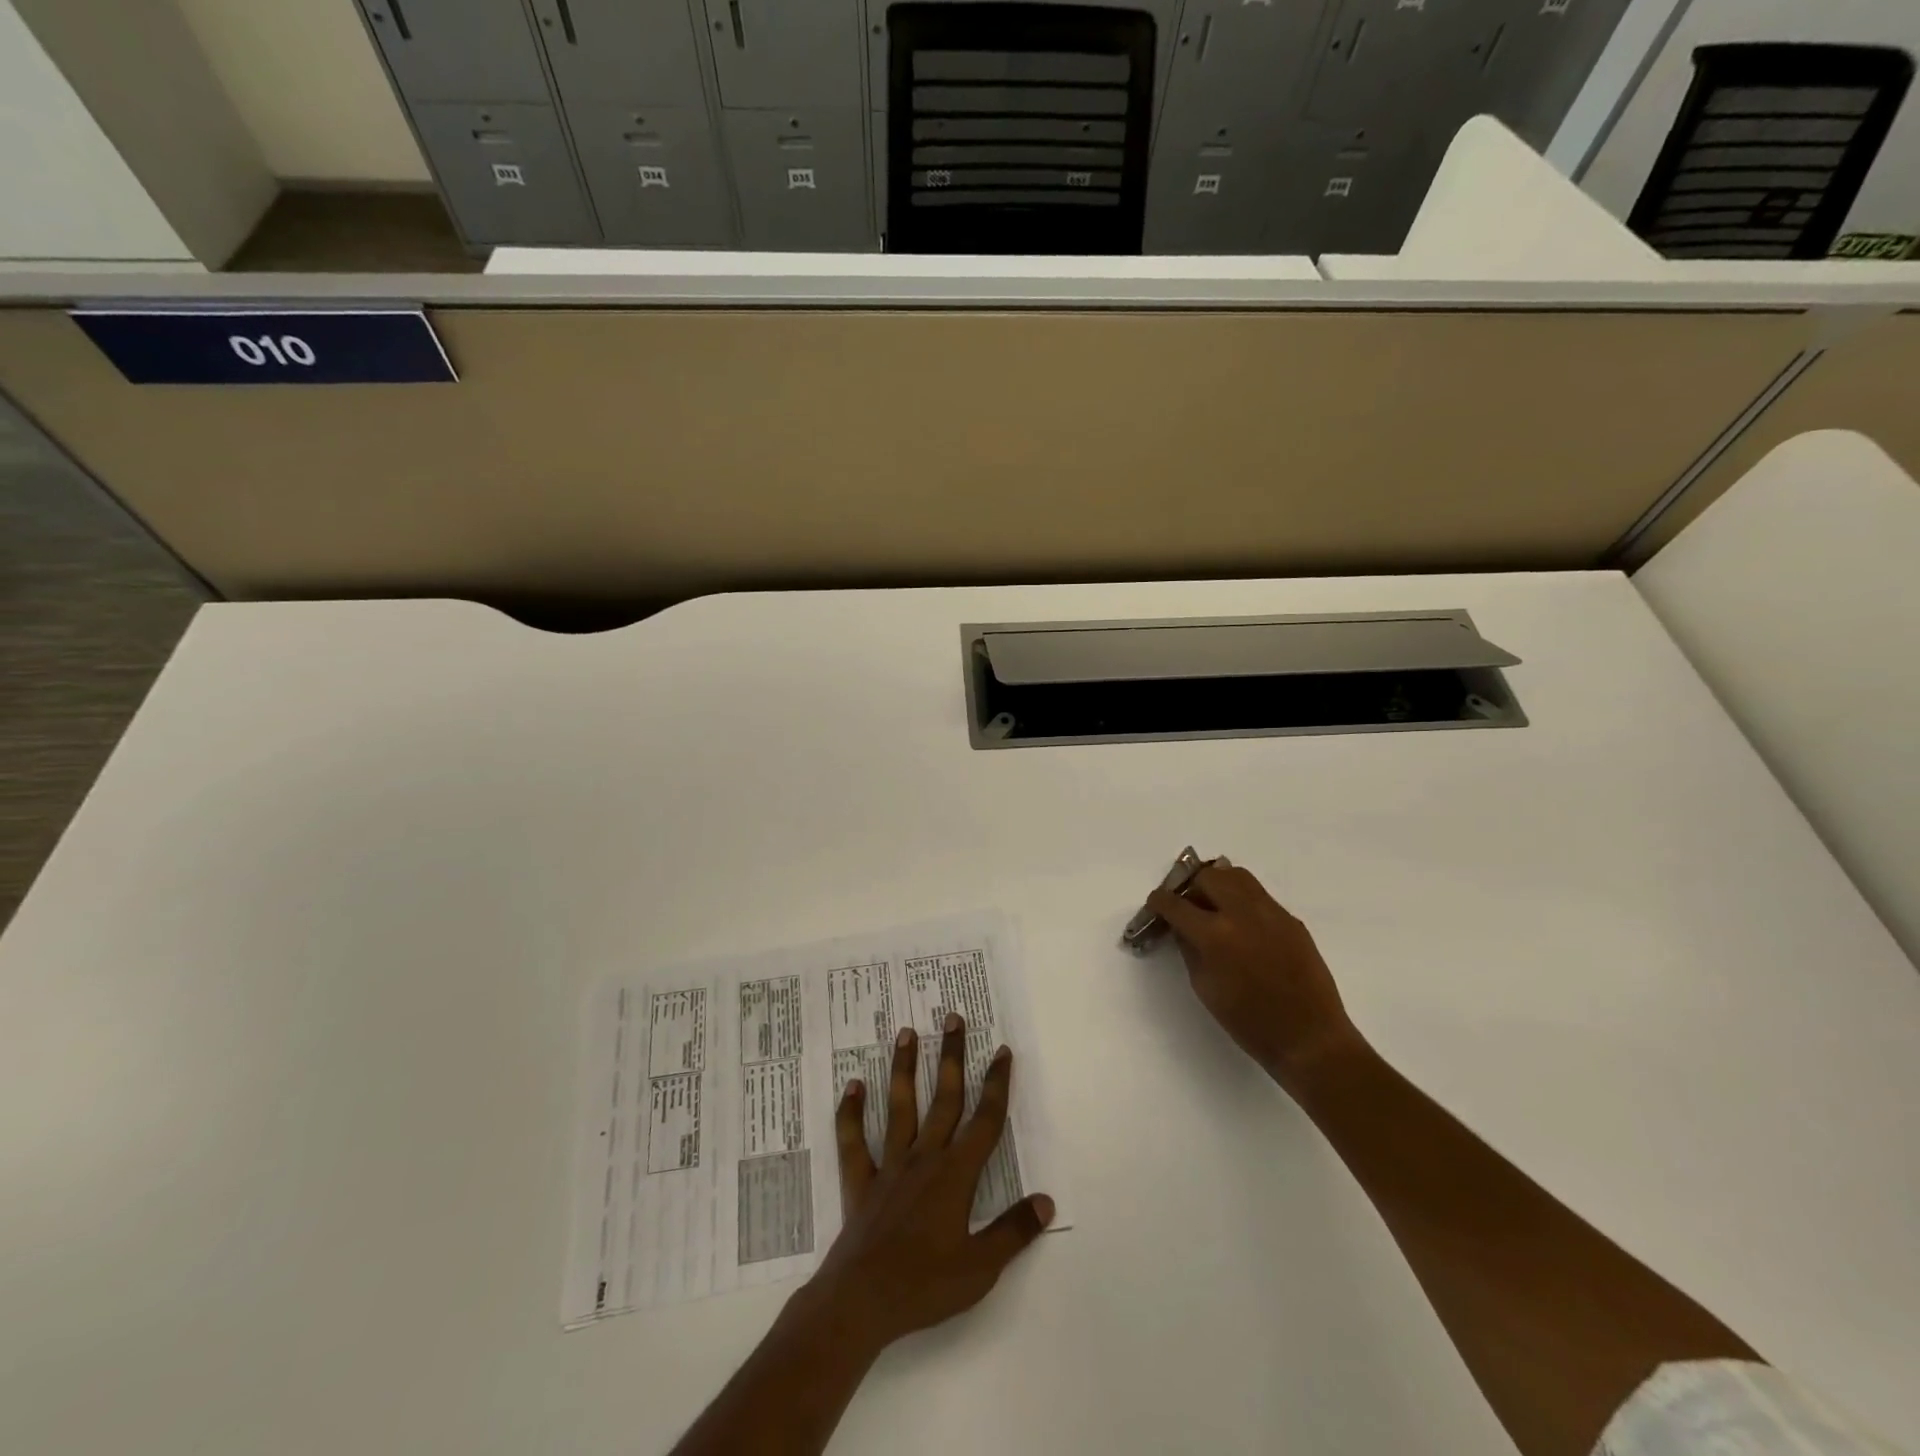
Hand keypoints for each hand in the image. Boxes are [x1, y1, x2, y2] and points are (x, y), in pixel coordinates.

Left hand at [810, 1013, 1054, 1353]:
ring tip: (906, 1032)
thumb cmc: (925, 1285)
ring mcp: (890, 1165)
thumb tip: (1046, 1201)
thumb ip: (1014, 1231)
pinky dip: (851, 1113)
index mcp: (956, 1174)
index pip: (985, 1120)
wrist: (862, 1301)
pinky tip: (851, 1086)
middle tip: (953, 1018)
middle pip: (944, 1098)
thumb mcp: (981, 1267)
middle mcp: (924, 1157)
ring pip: (900, 1106)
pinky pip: (854, 1140)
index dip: (997, 1084)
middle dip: (952, 1057)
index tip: (1002, 1050)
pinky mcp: (861, 1181)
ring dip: (904, 1068)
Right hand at [1148, 864, 1362, 1096]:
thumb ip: (1189, 949)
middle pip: (1207, 876)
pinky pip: (1259, 895)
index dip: (1159, 902)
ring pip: (1236, 875)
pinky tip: (1243, 926)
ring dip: (1218, 884)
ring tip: (1214, 906)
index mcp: (1215, 935)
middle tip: (1187, 907)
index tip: (1155, 905)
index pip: (1176, 903)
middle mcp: (1242, 913)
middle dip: (1190, 887)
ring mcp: (1271, 912)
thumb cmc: (1250, 1023)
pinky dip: (1242, 900)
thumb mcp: (1205, 988)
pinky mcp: (1292, 919)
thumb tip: (1182, 927)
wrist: (1310, 1038)